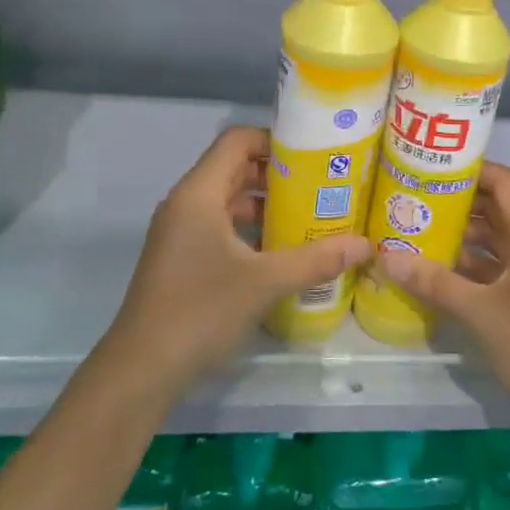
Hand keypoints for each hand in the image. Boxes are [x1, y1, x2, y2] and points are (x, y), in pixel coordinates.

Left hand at [96, 127, 371, 400]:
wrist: (142, 370)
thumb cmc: (200, 311)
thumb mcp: (265, 282)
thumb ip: (317, 259)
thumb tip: (367, 245)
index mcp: (198, 194)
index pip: (237, 141)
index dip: (275, 139)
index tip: (315, 154)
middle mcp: (186, 204)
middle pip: (235, 168)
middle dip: (279, 174)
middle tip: (323, 184)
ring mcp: (180, 233)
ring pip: (229, 201)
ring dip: (267, 204)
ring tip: (311, 215)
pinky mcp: (182, 258)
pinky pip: (221, 227)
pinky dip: (252, 230)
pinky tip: (283, 251)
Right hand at [375, 163, 509, 425]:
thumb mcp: (478, 312)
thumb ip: (433, 282)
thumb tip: (386, 258)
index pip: (506, 182)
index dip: (471, 171)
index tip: (432, 170)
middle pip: (502, 208)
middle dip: (460, 204)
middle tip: (416, 201)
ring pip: (503, 238)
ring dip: (466, 235)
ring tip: (421, 231)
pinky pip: (507, 263)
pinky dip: (479, 262)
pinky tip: (442, 270)